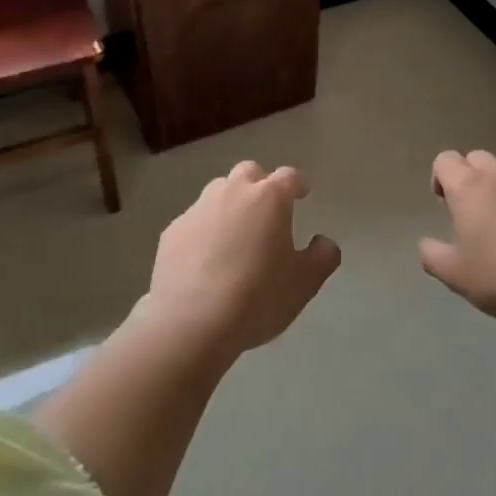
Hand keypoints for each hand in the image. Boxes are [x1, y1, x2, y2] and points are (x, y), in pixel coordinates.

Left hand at [141, 161, 340, 357]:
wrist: (190, 323)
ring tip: (235, 235)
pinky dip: (204, 230)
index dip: (298, 183)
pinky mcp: (172, 232)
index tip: (302, 193)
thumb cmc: (257, 297)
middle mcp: (233, 192)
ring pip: (218, 192)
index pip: (289, 176)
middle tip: (267, 212)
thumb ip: (322, 257)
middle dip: (260, 185)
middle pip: (249, 172)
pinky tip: (205, 259)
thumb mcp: (304, 283)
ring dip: (230, 204)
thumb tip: (323, 242)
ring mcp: (198, 209)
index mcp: (269, 198)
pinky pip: (194, 221)